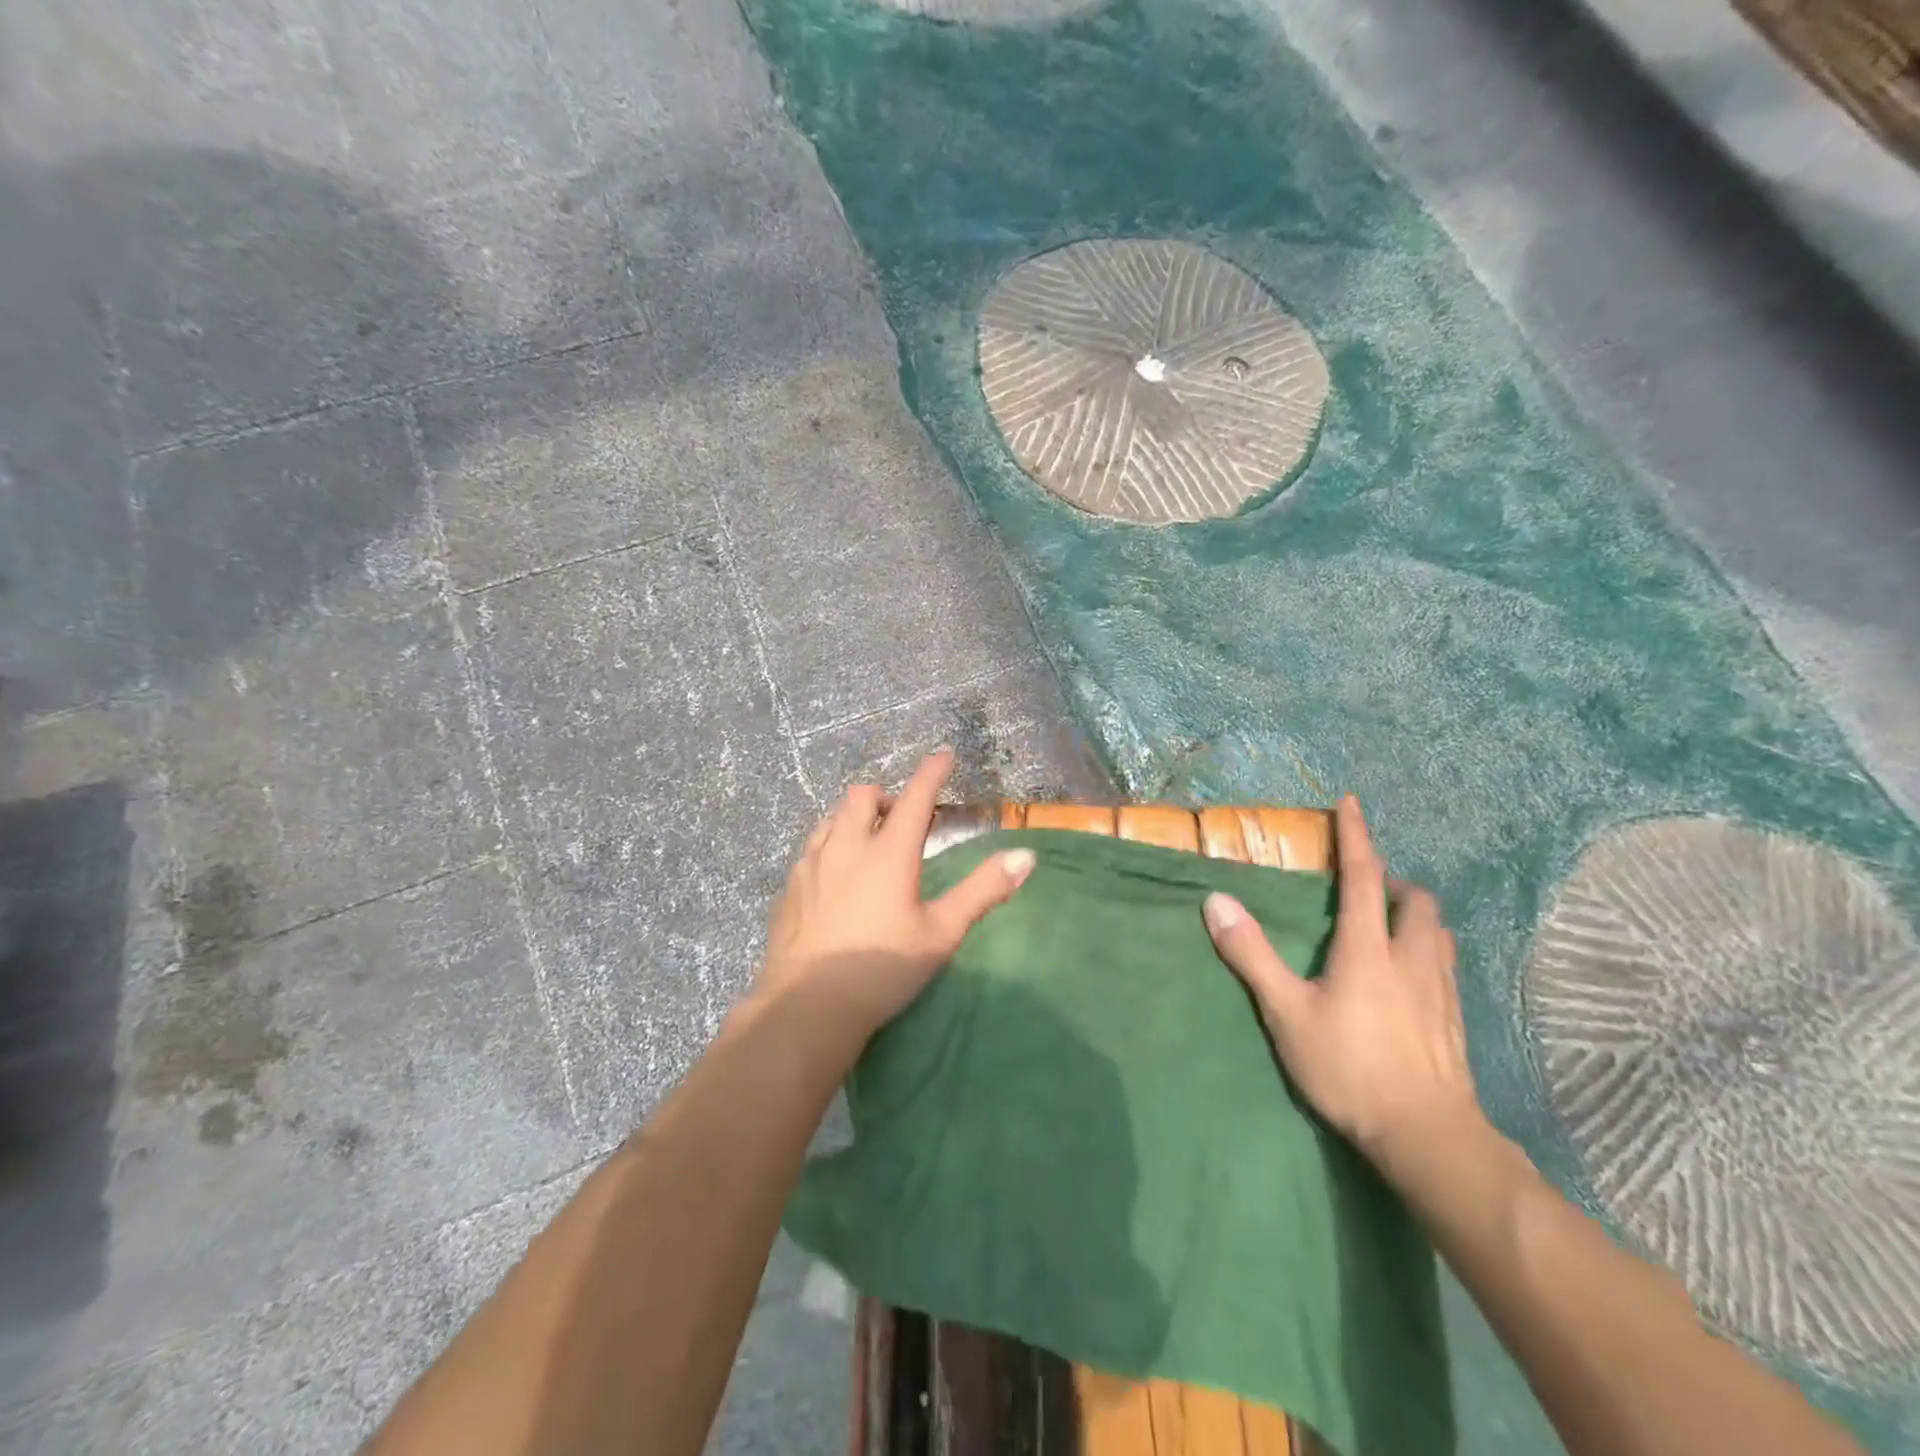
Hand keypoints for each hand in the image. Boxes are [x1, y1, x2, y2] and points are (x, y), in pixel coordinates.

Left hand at [756, 749, 1034, 1036]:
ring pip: (830, 817)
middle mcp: (846, 847)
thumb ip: (983, 890)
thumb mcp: (942, 933)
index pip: (914, 797)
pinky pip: (811, 847)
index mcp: (888, 853)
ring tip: (867, 841)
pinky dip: (830, 844)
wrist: (807, 1007)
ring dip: (853, 817)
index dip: (931, 772)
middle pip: (861, 795)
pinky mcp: (789, 887)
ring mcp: (811, 865)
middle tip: (901, 817)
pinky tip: (834, 876)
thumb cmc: (882, 969)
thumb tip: (1025, 855)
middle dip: (884, 795)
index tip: (944, 755)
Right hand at [1202, 795, 1483, 1172]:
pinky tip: (1409, 975)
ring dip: (1413, 914)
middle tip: (1366, 887)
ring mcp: (1440, 989)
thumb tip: (1216, 901)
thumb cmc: (1349, 1068)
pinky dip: (1425, 948)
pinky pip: (1444, 963)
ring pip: (1436, 931)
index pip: (1363, 876)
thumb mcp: (1286, 1012)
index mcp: (1368, 949)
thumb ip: (1251, 955)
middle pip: (1416, 900)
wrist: (1427, 1136)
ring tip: (1388, 924)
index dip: (1356, 837)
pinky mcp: (1454, 1019)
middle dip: (1393, 881)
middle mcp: (1411, 957)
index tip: (1351, 803)